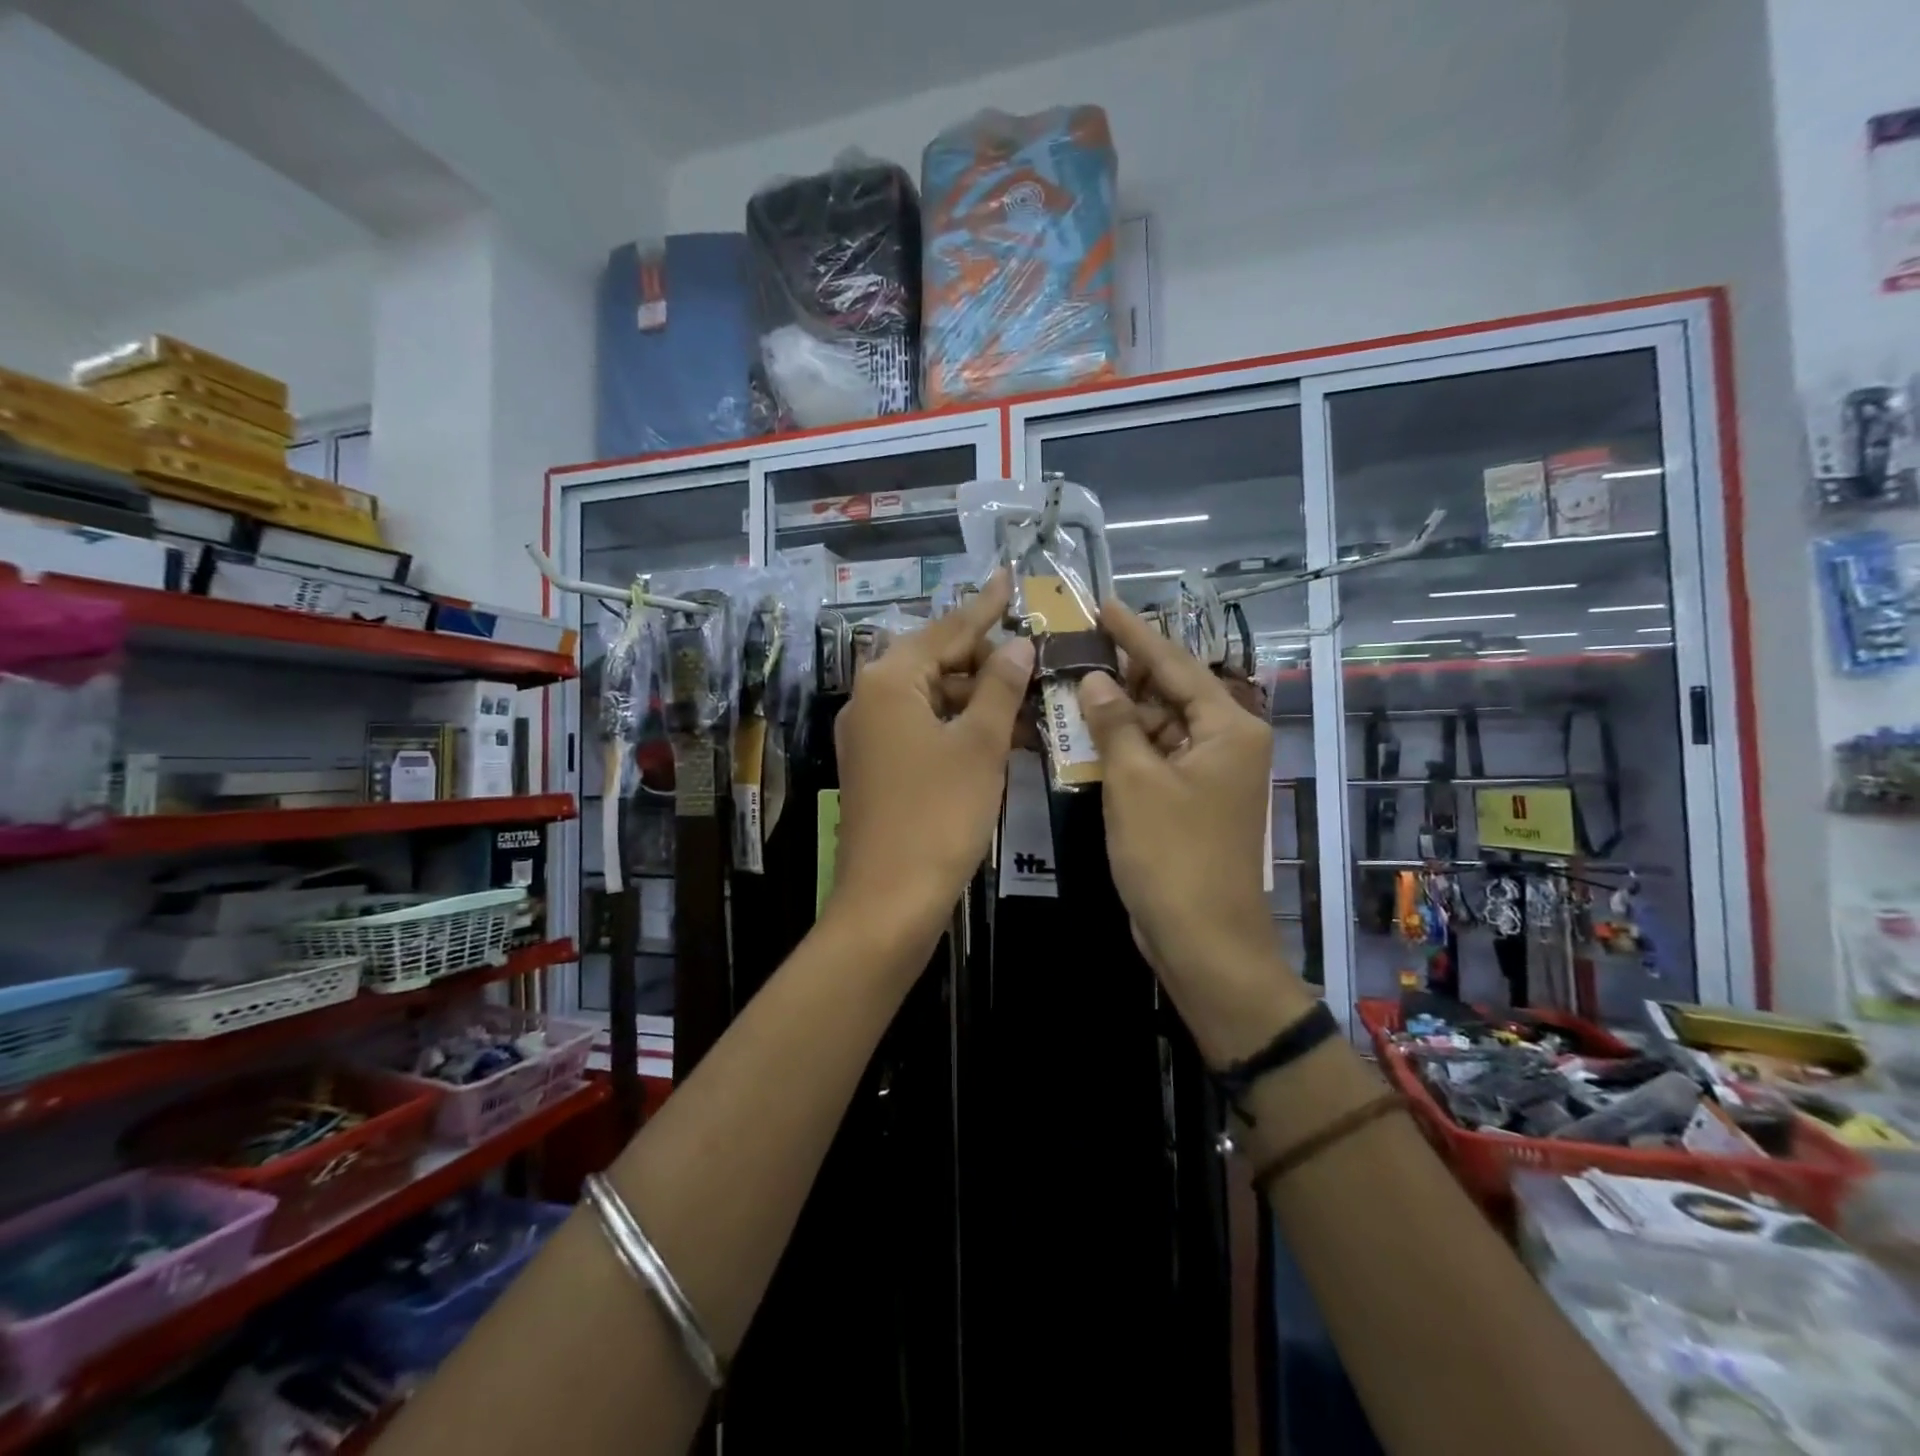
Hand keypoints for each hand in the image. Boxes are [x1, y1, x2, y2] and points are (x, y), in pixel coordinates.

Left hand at [830, 571, 1032, 947]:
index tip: (1008, 576)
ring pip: (932, 698)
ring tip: (1028, 696)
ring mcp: (869, 736)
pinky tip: (999, 733)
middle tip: (1033, 655)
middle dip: (986, 659)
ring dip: (977, 697)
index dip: (984, 606)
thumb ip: (1001, 688)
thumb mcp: (980, 746)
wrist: (889, 901)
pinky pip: (923, 729)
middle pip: (936, 660)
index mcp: (889, 680)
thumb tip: (1018, 645)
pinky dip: (959, 726)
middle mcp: (870, 699)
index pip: (947, 629)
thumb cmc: (938, 815)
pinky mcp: (876, 767)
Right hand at [1077, 600, 1313, 1061]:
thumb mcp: (1135, 782)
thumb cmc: (1172, 856)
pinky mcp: (1191, 800)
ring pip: (1158, 727)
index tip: (1103, 605)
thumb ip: (1115, 723)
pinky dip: (1123, 748)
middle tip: (1073, 650)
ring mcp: (1210, 774)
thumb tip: (1095, 679)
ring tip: (1069, 687)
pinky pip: (1154, 758)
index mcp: (1228, 727)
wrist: (1203, 941)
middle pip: (1168, 693)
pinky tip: (1085, 736)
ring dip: (1117, 714)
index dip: (1135, 634)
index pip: (1175, 664)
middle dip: (1121, 675)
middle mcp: (1227, 742)